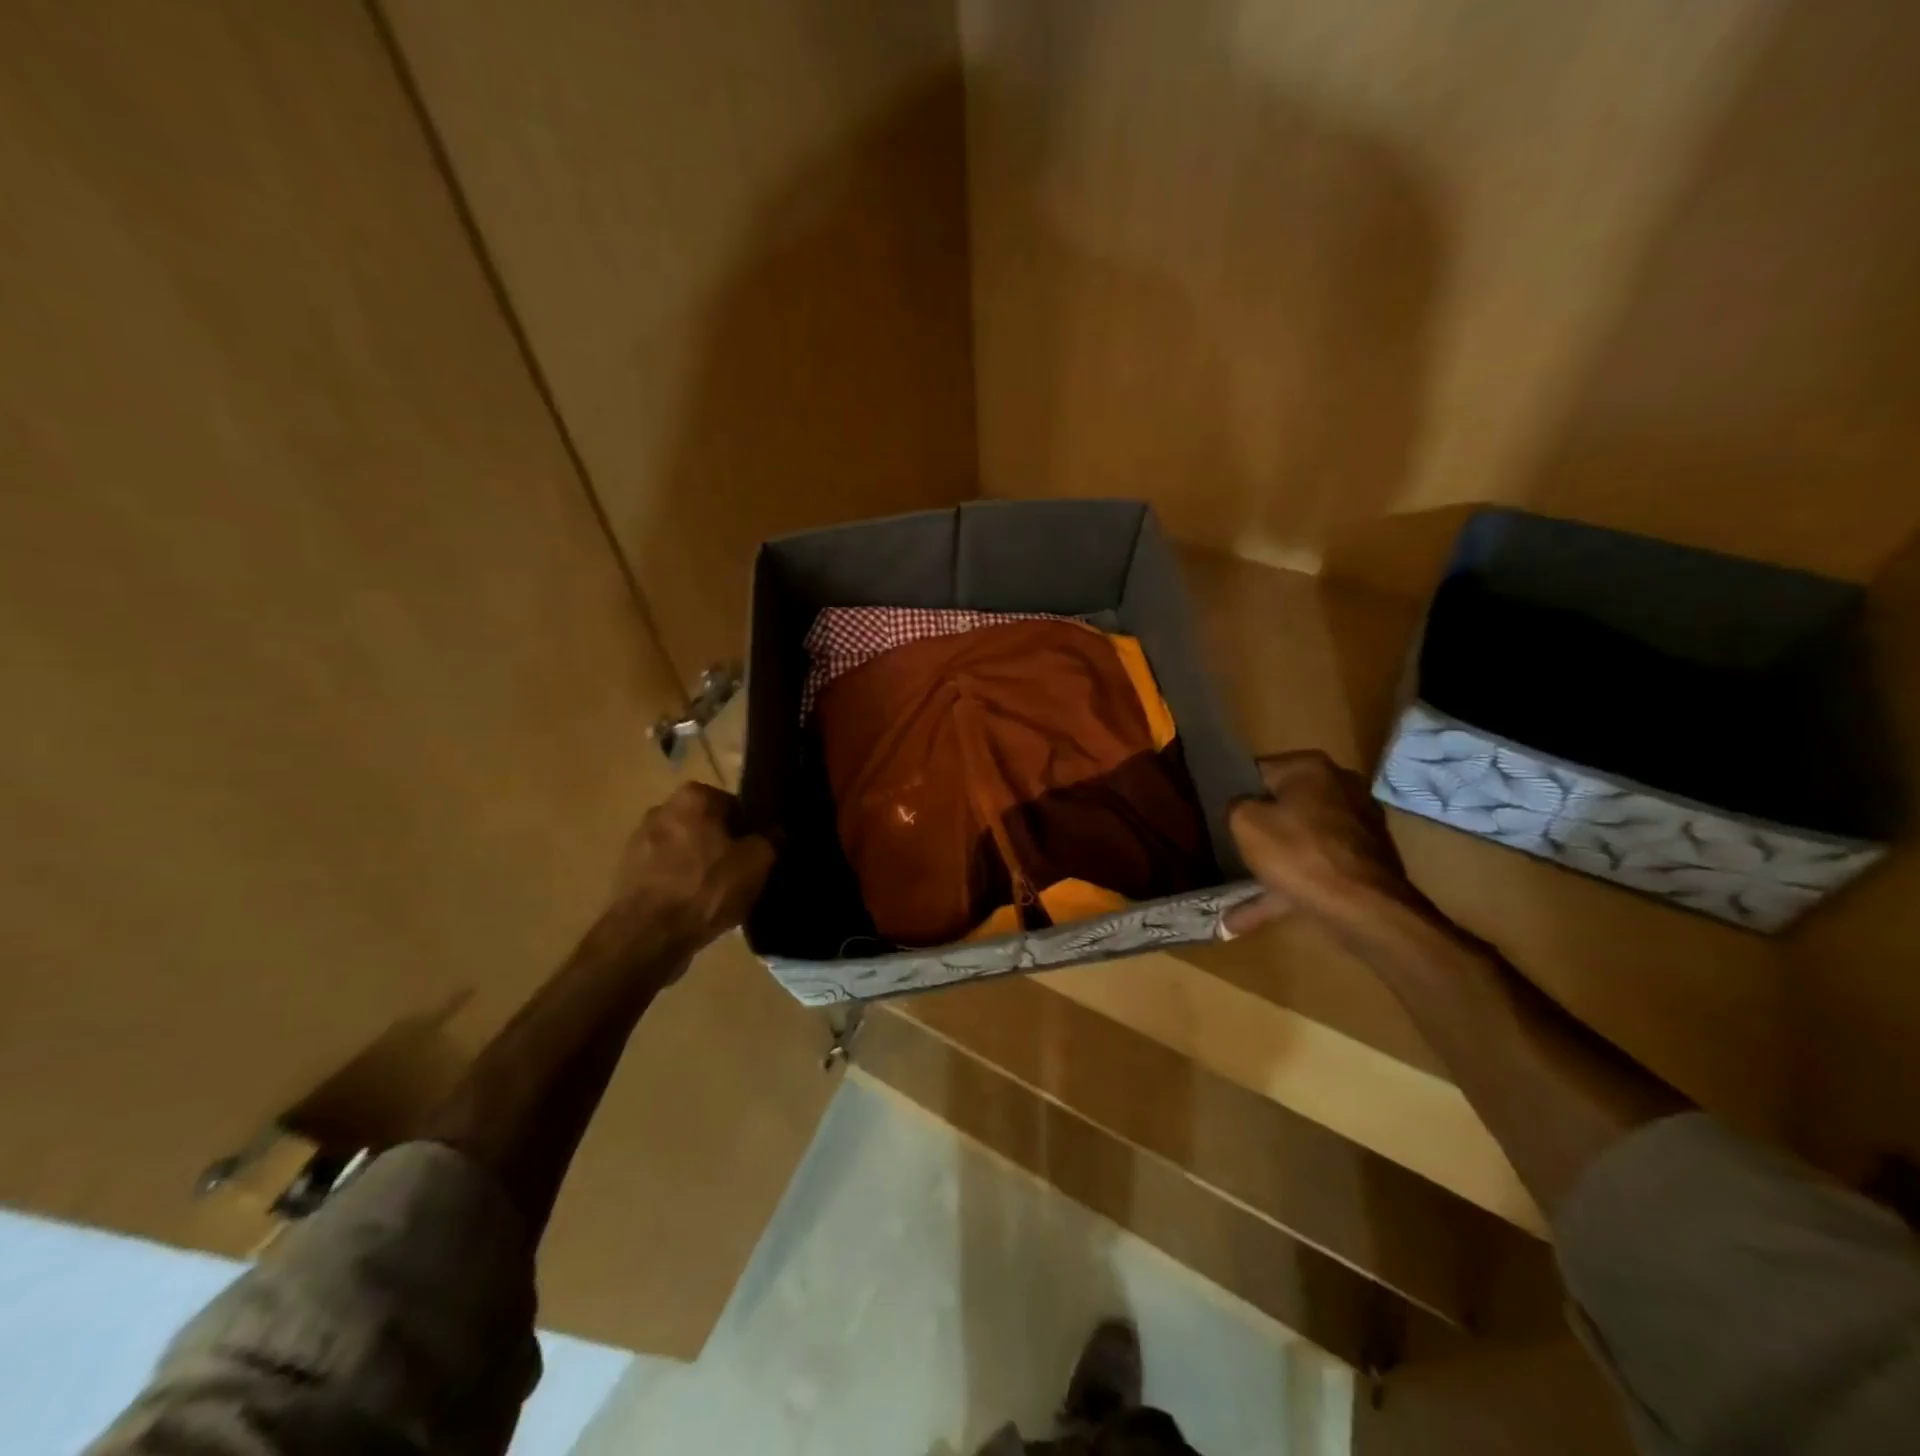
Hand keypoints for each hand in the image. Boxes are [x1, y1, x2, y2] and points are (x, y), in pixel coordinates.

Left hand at [609, 782, 777, 952]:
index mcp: (694, 796)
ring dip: (699, 865)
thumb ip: (770, 839)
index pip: (735, 805)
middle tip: (740, 875)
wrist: (647, 936)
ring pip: (685, 848)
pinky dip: (679, 883)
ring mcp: (640, 840)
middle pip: (707, 826)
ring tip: (716, 896)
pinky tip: (692, 907)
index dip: (750, 831)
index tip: (757, 855)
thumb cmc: (706, 888)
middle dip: (722, 845)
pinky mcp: (627, 871)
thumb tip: (774, 832)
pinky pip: (665, 871)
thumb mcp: (757, 863)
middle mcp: (662, 808)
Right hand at [1225, 750, 1413, 936]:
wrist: (1364, 908)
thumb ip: (1234, 805)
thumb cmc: (1297, 853)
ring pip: (1301, 840)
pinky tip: (1246, 916)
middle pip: (1283, 804)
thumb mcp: (1244, 822)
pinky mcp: (1366, 859)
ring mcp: (1358, 824)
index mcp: (1311, 767)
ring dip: (1272, 862)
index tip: (1220, 812)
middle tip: (1231, 844)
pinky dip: (1286, 885)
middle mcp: (1340, 786)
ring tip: (1237, 887)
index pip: (1259, 771)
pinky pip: (1314, 867)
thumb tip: (1241, 808)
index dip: (1234, 791)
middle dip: (1259, 826)